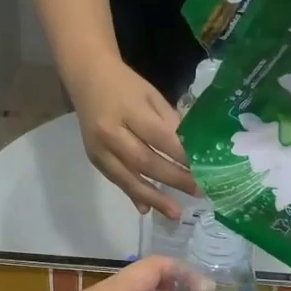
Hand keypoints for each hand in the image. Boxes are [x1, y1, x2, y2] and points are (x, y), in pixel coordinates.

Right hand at [67, 58, 198, 218]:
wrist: (86, 77)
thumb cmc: (125, 84)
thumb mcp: (151, 95)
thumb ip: (169, 122)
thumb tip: (190, 151)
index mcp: (128, 109)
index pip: (159, 137)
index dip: (181, 155)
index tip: (204, 169)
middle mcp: (111, 132)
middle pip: (145, 161)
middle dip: (174, 179)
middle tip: (199, 192)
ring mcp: (99, 149)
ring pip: (128, 178)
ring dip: (154, 197)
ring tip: (175, 213)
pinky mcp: (94, 159)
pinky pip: (116, 180)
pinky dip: (132, 194)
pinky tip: (147, 208)